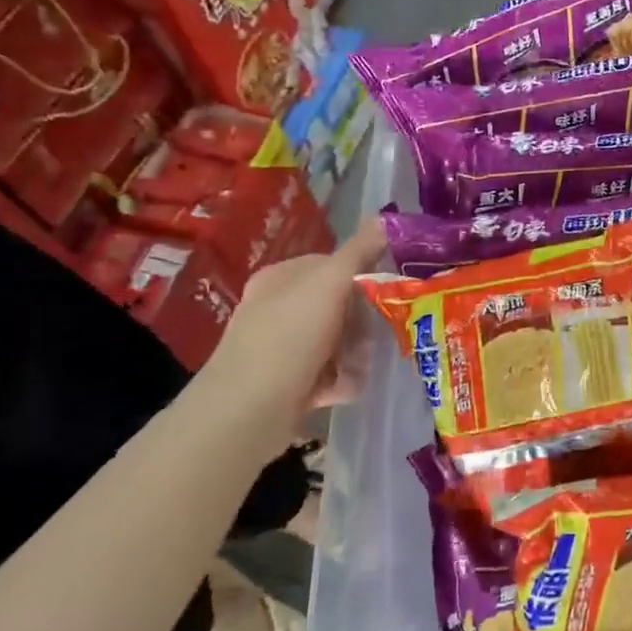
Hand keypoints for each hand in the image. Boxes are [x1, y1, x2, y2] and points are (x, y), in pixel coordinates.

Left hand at [201, 217, 387, 432]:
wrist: (246, 412)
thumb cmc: (288, 338)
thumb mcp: (328, 285)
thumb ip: (358, 252)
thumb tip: (382, 218)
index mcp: (281, 279)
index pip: (333, 265)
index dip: (362, 276)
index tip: (385, 293)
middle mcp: (278, 309)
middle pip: (339, 306)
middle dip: (362, 322)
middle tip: (376, 335)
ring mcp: (281, 348)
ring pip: (337, 341)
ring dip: (356, 353)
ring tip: (360, 366)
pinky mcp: (288, 383)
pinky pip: (328, 373)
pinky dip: (341, 380)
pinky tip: (347, 388)